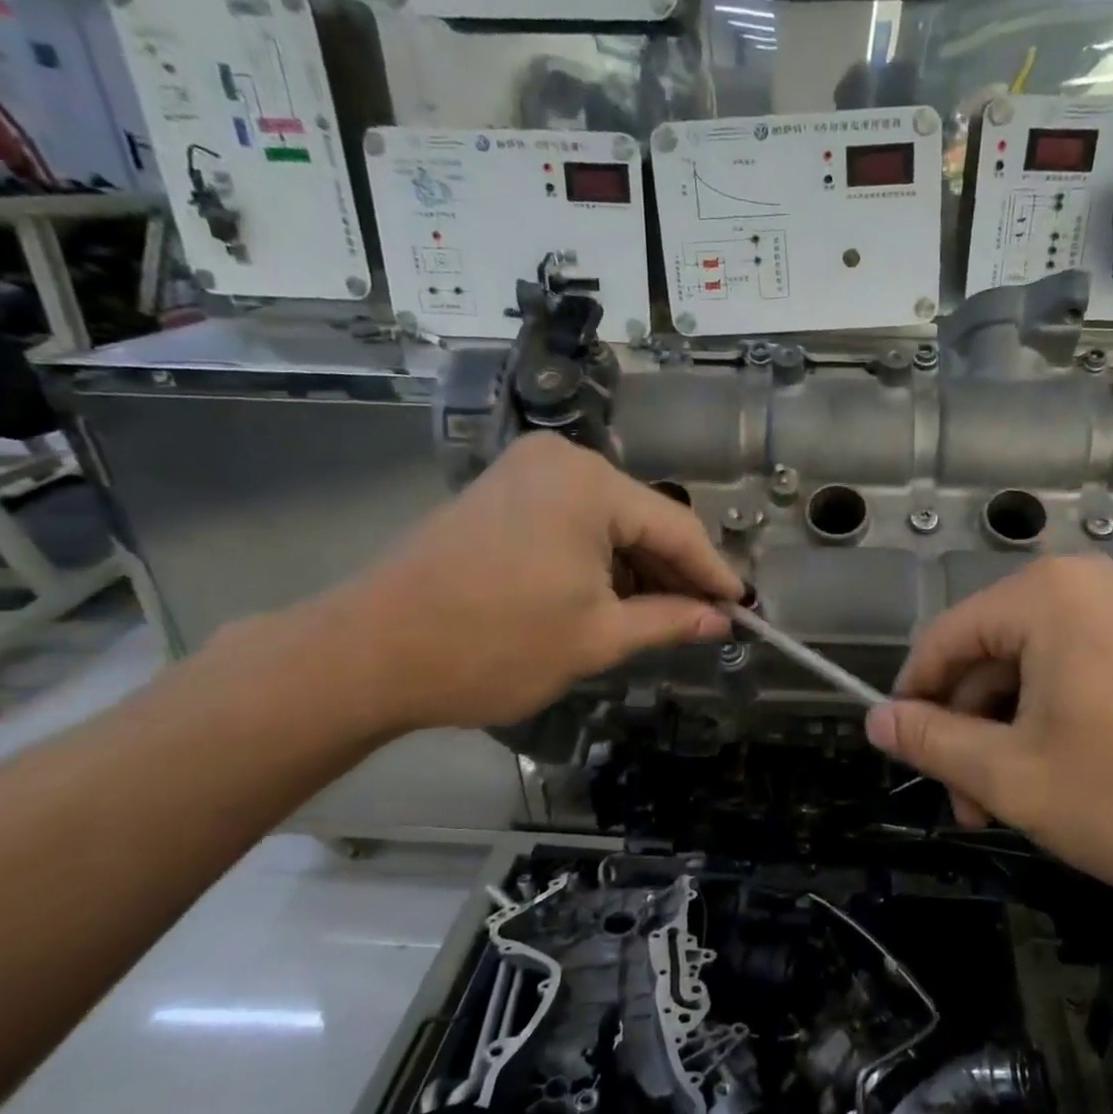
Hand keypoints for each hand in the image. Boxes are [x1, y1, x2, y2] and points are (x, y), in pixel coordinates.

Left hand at [298, 434, 739, 732]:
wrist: (370, 652)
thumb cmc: (494, 644)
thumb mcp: (596, 638)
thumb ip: (669, 621)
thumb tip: (721, 621)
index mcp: (589, 483)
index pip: (676, 527)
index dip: (713, 574)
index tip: (743, 609)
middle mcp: (561, 461)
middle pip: (642, 519)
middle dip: (673, 573)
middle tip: (704, 620)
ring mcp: (525, 473)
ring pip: (608, 522)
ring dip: (636, 570)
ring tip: (662, 618)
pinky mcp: (500, 493)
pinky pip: (572, 523)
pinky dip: (598, 561)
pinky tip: (613, 599)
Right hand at [864, 555, 1112, 893]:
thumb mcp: (1017, 777)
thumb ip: (933, 743)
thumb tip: (875, 719)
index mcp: (1040, 598)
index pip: (940, 641)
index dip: (913, 702)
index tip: (908, 760)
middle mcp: (1079, 587)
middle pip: (986, 659)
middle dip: (968, 733)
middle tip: (973, 808)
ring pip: (1029, 674)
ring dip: (1008, 737)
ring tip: (1016, 807)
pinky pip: (1073, 677)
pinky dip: (1052, 725)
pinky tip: (1064, 780)